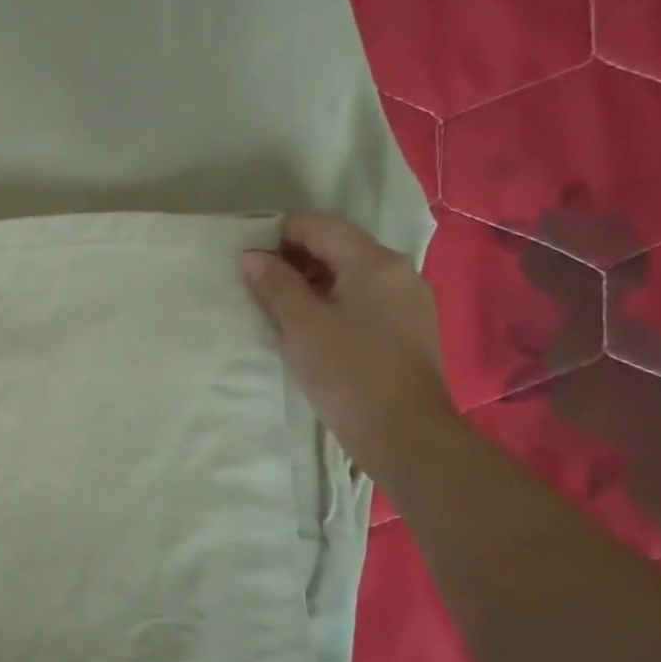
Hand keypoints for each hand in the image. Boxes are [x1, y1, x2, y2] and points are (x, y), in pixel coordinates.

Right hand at [242, 213, 456, 480]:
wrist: (405, 434)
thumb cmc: (348, 373)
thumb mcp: (301, 326)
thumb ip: (275, 285)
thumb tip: (252, 256)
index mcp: (374, 261)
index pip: (317, 226)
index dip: (278, 238)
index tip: (251, 266)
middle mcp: (397, 271)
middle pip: (337, 247)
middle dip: (295, 261)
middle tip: (261, 291)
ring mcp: (408, 300)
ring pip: (350, 275)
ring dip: (313, 284)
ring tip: (282, 313)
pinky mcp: (409, 328)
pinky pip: (365, 299)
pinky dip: (335, 303)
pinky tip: (314, 332)